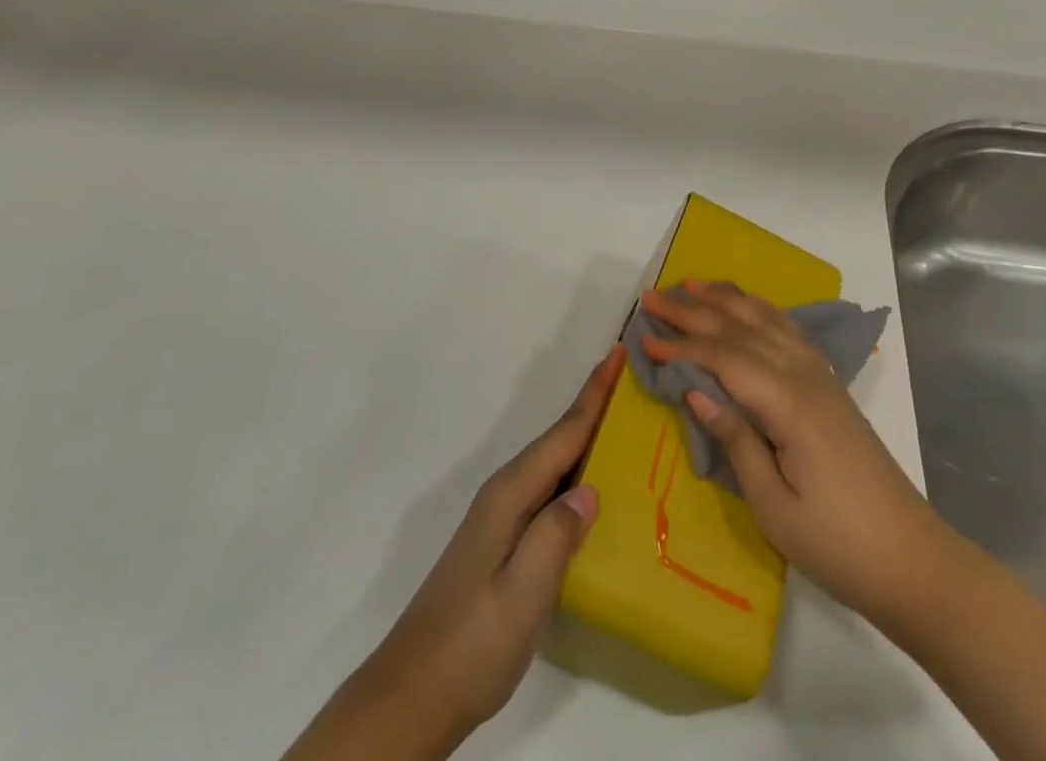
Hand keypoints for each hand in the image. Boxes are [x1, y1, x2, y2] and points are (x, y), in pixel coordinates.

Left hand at [285, 345, 623, 760]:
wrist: (414, 694)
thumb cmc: (472, 642)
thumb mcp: (521, 594)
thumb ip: (555, 537)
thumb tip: (591, 490)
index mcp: (511, 494)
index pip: (563, 433)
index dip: (594, 393)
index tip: (618, 352)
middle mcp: (506, 493)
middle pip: (560, 438)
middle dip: (594, 404)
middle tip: (631, 377)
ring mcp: (503, 517)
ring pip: (555, 462)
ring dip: (587, 434)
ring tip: (624, 417)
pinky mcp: (506, 541)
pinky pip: (550, 488)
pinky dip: (576, 470)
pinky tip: (595, 484)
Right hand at [639, 282, 946, 626]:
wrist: (908, 555)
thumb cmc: (836, 542)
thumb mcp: (773, 506)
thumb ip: (735, 440)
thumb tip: (694, 390)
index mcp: (788, 402)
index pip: (724, 358)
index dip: (682, 346)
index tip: (644, 337)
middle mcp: (804, 374)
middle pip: (741, 328)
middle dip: (693, 310)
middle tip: (652, 297)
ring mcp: (821, 374)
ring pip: (766, 319)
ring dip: (726, 299)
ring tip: (692, 284)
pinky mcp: (829, 383)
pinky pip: (787, 330)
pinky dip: (760, 310)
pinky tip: (746, 307)